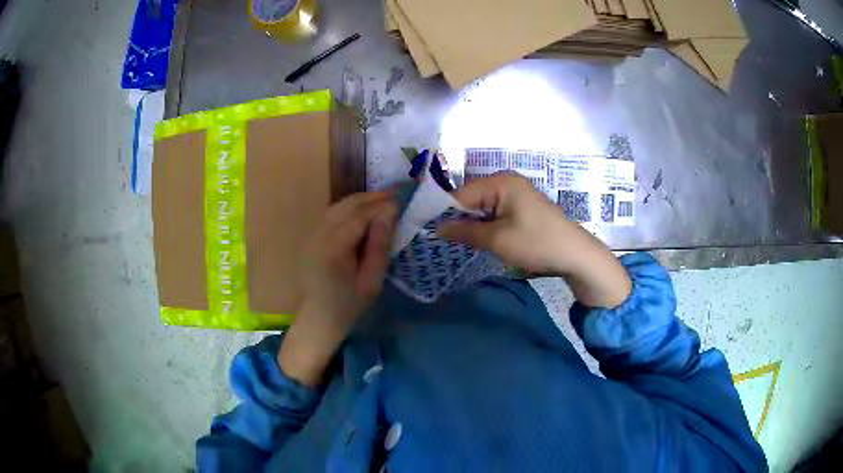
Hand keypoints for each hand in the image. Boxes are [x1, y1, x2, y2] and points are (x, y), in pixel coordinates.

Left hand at [279, 192, 396, 385]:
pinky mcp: (312, 236)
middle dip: (372, 197)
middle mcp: (319, 233)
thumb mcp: (371, 280)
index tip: (401, 201)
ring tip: (383, 201)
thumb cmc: (349, 305)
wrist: (318, 318)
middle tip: (395, 195)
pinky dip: (350, 208)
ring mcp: (312, 233)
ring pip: (338, 206)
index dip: (381, 205)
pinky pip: (332, 214)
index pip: (360, 215)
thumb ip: (379, 245)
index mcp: (333, 246)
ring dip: (361, 200)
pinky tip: (364, 212)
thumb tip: (389, 214)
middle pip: (347, 204)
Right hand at [438, 173, 630, 307]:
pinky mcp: (521, 207)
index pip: (460, 194)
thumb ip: (465, 231)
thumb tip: (437, 229)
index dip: (442, 213)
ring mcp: (515, 194)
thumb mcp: (497, 239)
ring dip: (470, 224)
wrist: (576, 255)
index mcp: (500, 181)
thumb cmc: (537, 243)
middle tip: (437, 240)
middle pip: (470, 198)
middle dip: (456, 218)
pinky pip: (494, 213)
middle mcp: (506, 181)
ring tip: (453, 242)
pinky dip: (485, 226)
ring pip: (482, 207)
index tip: (425, 231)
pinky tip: (476, 239)